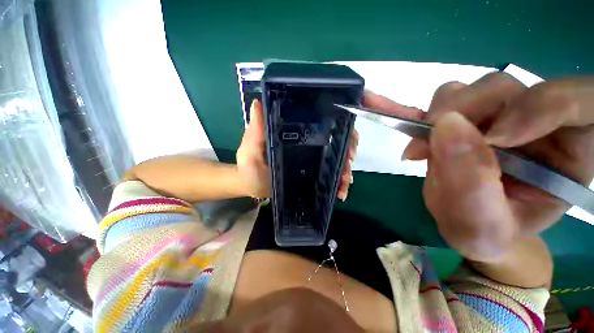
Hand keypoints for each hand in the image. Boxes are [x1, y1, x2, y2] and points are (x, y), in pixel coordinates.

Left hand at [236, 99, 357, 198]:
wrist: (253, 188)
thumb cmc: (250, 168)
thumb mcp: (250, 150)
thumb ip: (254, 132)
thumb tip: (258, 104)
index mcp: (296, 131)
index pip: (322, 118)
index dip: (343, 118)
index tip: (361, 128)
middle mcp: (308, 141)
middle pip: (338, 138)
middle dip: (349, 148)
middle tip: (348, 163)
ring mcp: (313, 158)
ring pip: (338, 157)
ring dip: (346, 168)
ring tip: (344, 181)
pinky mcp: (314, 173)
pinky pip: (332, 174)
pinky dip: (340, 182)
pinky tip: (341, 191)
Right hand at [399, 73, 593, 261]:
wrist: (463, 222)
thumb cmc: (485, 233)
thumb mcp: (480, 224)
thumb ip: (470, 182)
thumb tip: (446, 125)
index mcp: (570, 153)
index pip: (581, 103)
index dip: (542, 106)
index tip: (492, 138)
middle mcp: (541, 123)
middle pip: (513, 88)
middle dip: (468, 113)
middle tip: (431, 145)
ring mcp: (501, 114)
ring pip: (477, 88)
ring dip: (443, 115)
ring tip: (425, 149)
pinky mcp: (469, 114)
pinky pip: (450, 97)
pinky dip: (428, 118)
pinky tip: (421, 143)